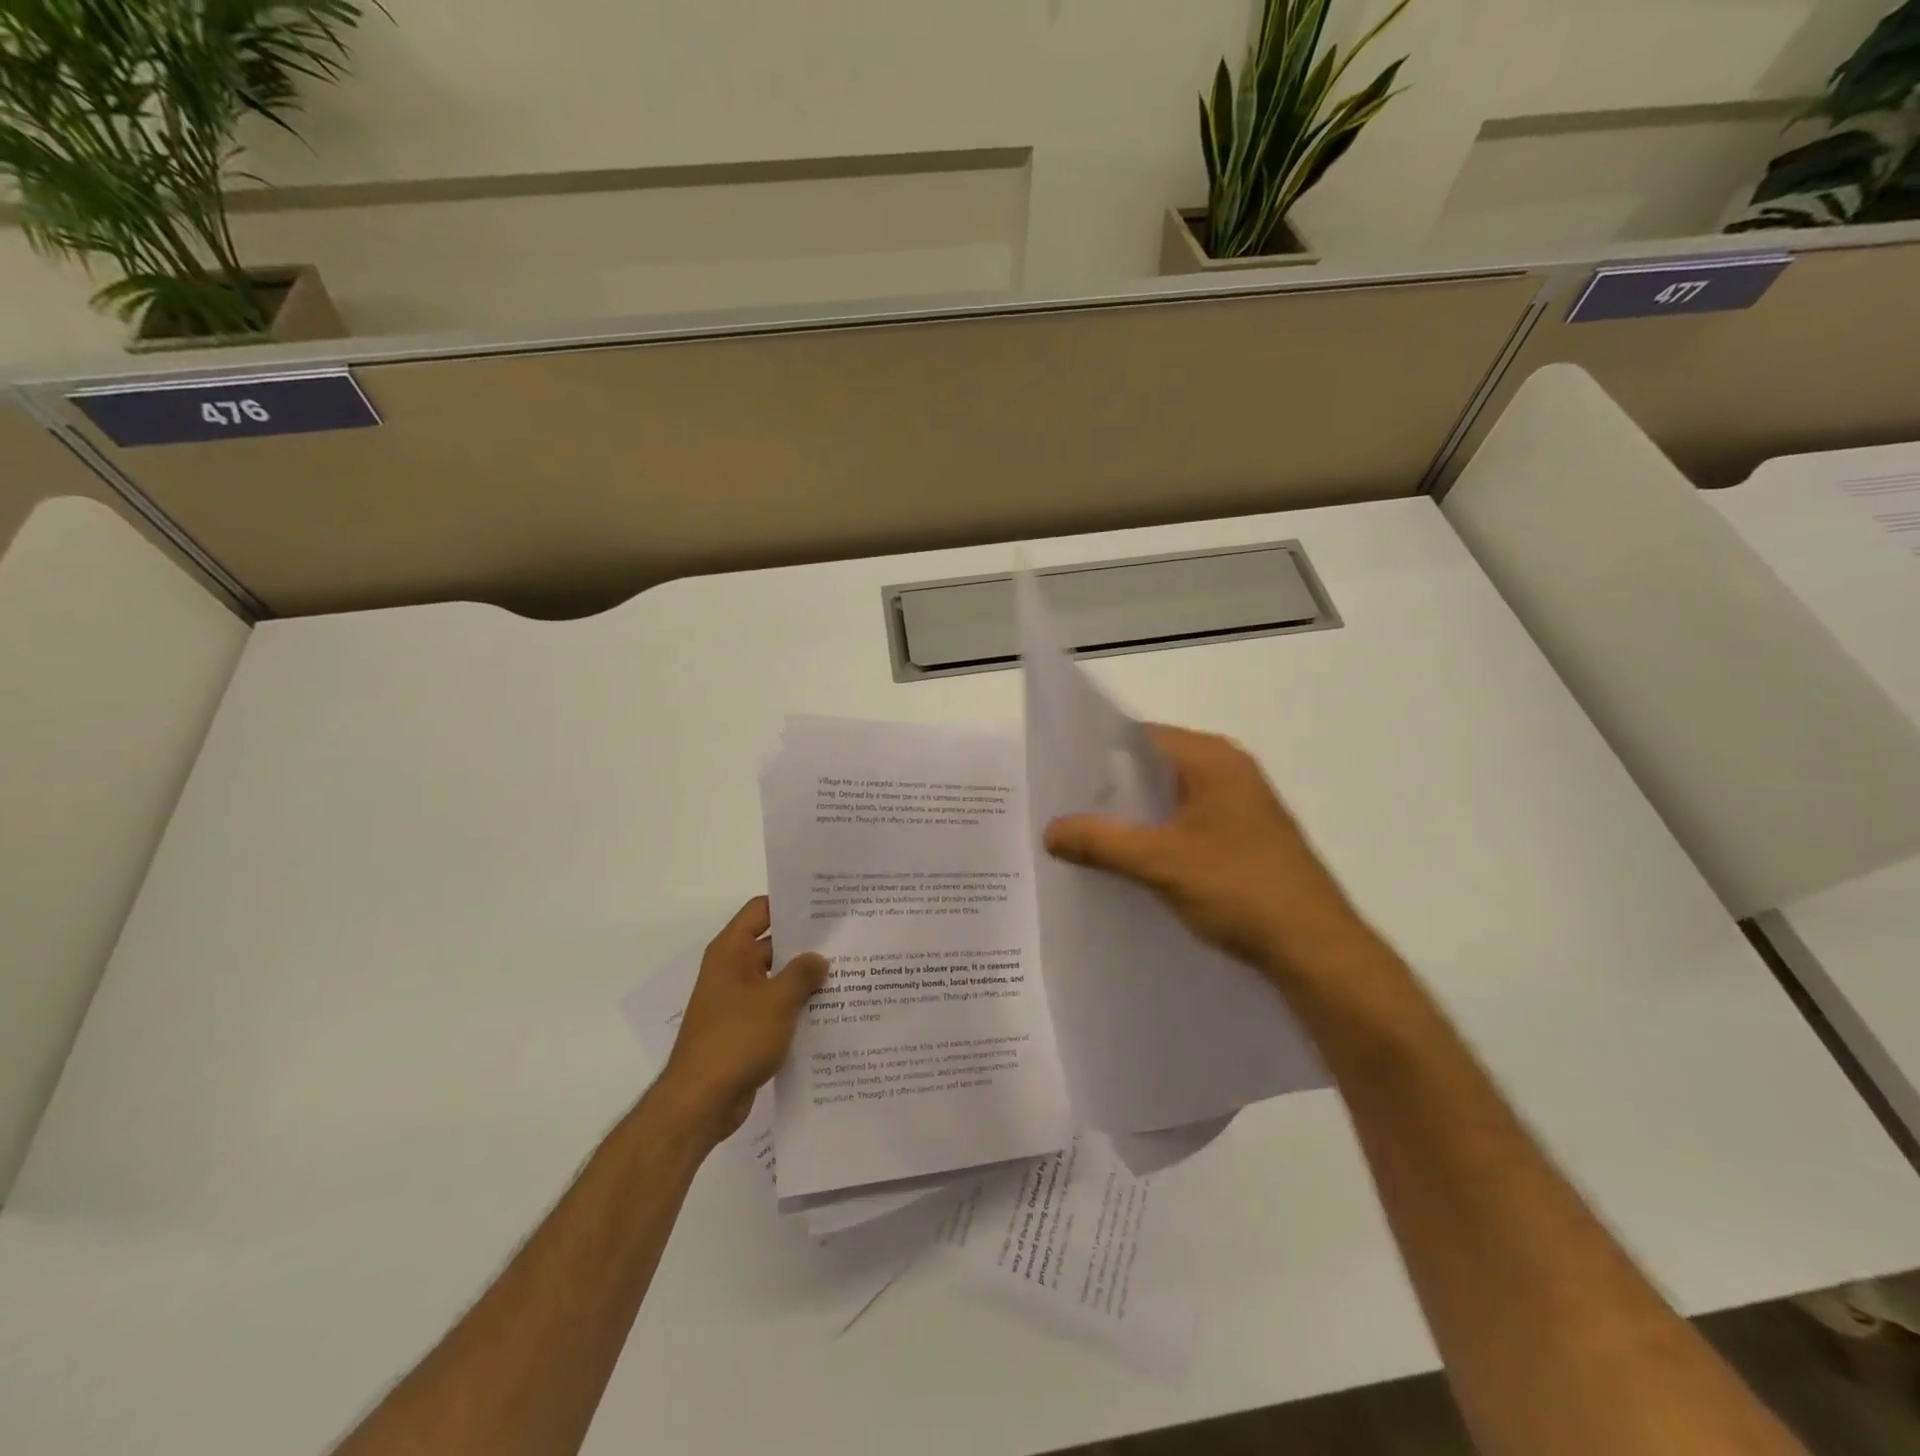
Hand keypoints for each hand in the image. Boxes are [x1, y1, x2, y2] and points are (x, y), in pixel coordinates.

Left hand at [660, 897, 828, 1142]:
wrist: (700, 1102)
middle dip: (807, 944)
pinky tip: (830, 1012)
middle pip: (773, 944)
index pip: (761, 910)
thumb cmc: (736, 1039)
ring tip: (847, 974)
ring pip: (777, 979)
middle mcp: (731, 970)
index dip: (791, 904)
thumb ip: (803, 973)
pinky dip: (797, 1008)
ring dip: (805, 979)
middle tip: (847, 940)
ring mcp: (737, 1002)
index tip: (826, 906)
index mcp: (731, 952)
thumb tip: (819, 958)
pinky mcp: (744, 1030)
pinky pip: (775, 1008)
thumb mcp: (777, 1000)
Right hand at [1043, 724, 1369, 983]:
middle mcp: (1228, 770)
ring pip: (1169, 799)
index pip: (1140, 737)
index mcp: (1212, 758)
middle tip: (1062, 809)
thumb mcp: (1159, 862)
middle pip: (1152, 767)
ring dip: (1132, 816)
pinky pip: (1186, 822)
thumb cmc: (1239, 889)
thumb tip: (1049, 830)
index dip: (1096, 753)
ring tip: (1085, 836)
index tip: (1058, 776)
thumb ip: (1100, 841)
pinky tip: (1129, 861)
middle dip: (1109, 789)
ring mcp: (1239, 805)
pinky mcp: (1243, 837)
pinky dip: (1156, 835)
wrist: (1315, 949)